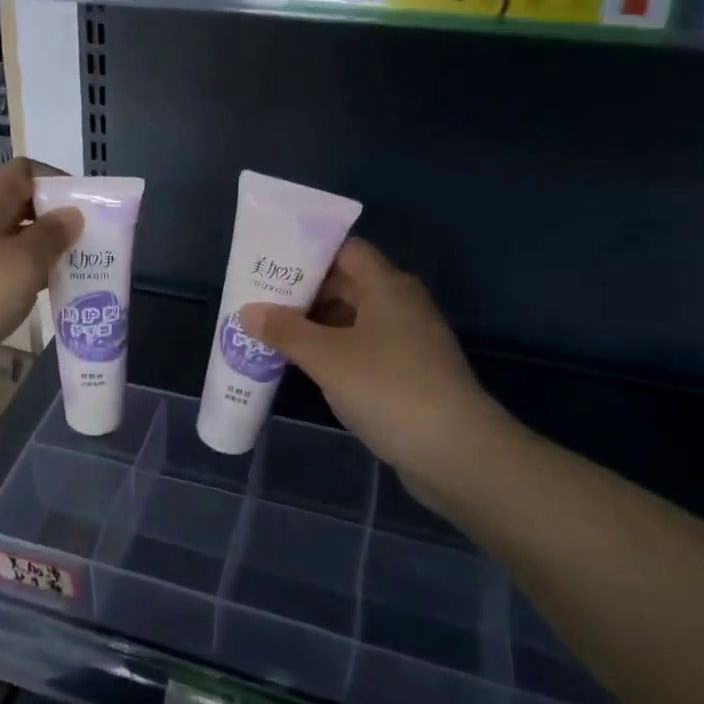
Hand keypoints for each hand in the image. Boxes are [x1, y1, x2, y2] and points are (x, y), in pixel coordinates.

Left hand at [0, 158, 80, 379]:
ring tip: (75, 273)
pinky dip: (22, 279)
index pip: (23, 171)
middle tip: (90, 244)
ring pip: (9, 243)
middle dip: (54, 222)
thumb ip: (51, 236)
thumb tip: (72, 213)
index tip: (86, 206)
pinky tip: (40, 299)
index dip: (56, 180)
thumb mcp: (23, 263)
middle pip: (18, 207)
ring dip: (40, 254)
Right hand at [238, 240, 516, 492]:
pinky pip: (362, 349)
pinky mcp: (407, 373)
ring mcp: (407, 341)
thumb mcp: (327, 357)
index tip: (270, 262)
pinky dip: (332, 351)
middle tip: (259, 301)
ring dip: (315, 325)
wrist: (456, 452)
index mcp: (387, 286)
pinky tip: (303, 366)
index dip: (308, 253)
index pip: (345, 250)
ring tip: (271, 333)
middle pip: (347, 284)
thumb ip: (284, 331)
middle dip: (303, 292)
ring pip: (352, 320)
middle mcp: (400, 305)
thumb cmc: (388, 388)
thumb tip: (247, 311)